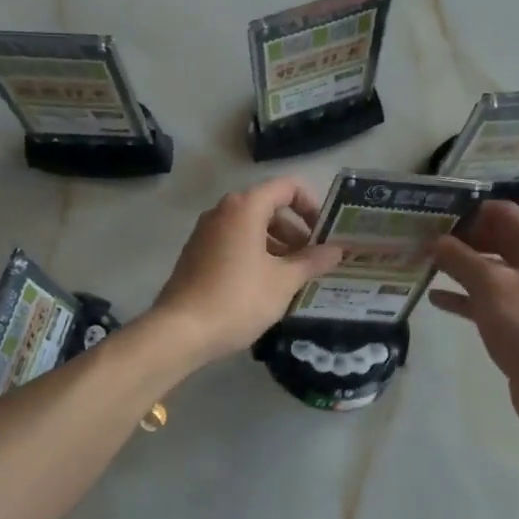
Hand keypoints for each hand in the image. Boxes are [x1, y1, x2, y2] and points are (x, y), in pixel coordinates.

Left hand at [153, 178, 343, 364]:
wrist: (180, 331)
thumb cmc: (238, 299)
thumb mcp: (284, 282)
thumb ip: (312, 261)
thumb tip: (337, 250)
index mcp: (245, 208)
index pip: (287, 187)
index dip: (311, 205)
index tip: (324, 234)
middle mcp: (222, 211)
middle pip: (268, 207)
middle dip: (295, 231)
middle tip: (313, 260)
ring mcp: (205, 232)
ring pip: (250, 227)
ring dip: (276, 245)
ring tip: (293, 277)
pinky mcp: (196, 253)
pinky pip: (233, 242)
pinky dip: (255, 253)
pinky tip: (265, 286)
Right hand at [429, 202, 518, 435]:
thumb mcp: (489, 285)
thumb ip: (459, 258)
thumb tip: (436, 241)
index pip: (503, 213)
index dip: (469, 211)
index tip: (434, 217)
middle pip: (496, 240)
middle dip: (460, 240)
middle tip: (422, 240)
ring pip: (490, 271)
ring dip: (459, 267)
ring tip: (423, 265)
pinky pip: (488, 299)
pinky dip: (464, 296)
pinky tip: (435, 298)